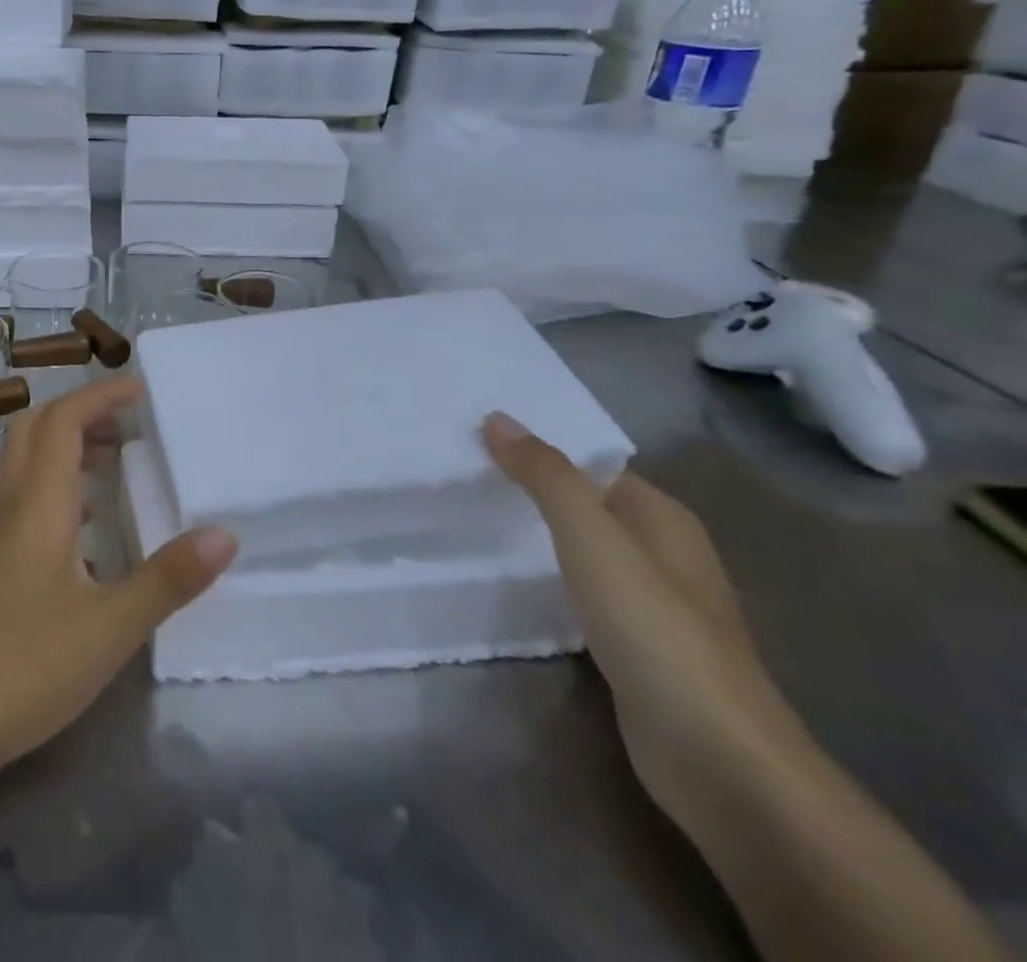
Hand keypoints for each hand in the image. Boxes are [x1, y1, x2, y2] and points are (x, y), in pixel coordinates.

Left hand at [0, 377, 237, 790]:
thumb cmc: (24, 666)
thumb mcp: (110, 627)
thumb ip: (168, 578)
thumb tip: (225, 533)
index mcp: (38, 503)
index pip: (63, 421)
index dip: (99, 396)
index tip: (140, 389)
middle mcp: (12, 505)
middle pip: (35, 429)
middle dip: (80, 412)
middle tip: (127, 422)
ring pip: (28, 463)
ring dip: (67, 446)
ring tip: (116, 461)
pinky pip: (27, 498)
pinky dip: (59, 485)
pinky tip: (89, 524)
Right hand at [481, 412, 803, 829]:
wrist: (717, 759)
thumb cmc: (655, 629)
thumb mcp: (592, 537)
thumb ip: (546, 476)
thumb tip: (498, 419)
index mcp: (663, 517)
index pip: (591, 464)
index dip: (539, 449)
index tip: (475, 439)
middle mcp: (662, 552)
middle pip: (585, 504)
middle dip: (530, 489)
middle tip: (461, 474)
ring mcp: (651, 604)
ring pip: (581, 549)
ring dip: (534, 535)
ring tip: (472, 517)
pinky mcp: (634, 646)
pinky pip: (580, 591)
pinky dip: (545, 578)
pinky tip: (508, 580)